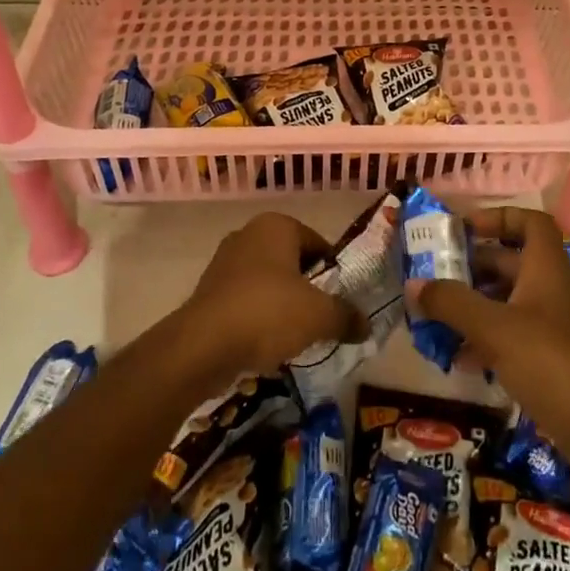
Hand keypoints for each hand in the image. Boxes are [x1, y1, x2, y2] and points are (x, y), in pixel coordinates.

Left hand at [178, 212, 365, 384]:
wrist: (202, 345)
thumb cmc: (267, 313)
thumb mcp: (319, 316)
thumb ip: (346, 316)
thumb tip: (367, 324)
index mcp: (277, 225)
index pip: (318, 243)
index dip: (333, 272)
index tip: (342, 300)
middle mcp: (249, 234)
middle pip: (292, 261)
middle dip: (307, 288)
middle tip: (322, 318)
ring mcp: (224, 261)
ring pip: (267, 281)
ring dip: (282, 304)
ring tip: (296, 335)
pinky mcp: (208, 290)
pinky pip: (245, 300)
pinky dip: (258, 317)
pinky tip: (266, 344)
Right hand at [408, 208, 569, 477]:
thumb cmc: (554, 363)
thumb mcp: (495, 329)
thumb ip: (453, 303)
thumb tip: (414, 283)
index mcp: (546, 268)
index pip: (530, 222)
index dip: (498, 217)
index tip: (463, 230)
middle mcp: (552, 289)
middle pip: (511, 263)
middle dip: (472, 267)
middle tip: (434, 277)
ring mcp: (555, 326)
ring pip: (508, 302)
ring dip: (474, 307)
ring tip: (436, 319)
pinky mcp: (553, 361)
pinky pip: (513, 337)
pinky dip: (487, 341)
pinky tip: (460, 361)